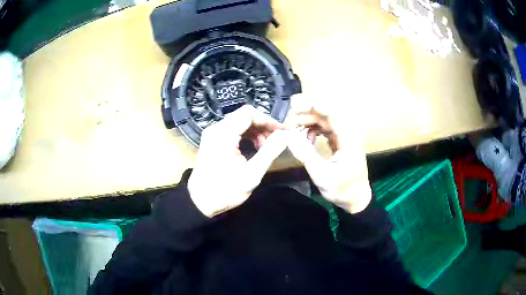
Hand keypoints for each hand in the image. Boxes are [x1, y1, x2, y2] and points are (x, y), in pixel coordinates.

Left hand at [188, 105, 288, 216]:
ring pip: (239, 122)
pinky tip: (254, 148)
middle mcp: (216, 128)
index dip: (268, 120)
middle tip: (275, 141)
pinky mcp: (213, 140)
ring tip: (265, 147)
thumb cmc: (225, 190)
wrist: (200, 202)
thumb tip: (285, 136)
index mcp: (223, 134)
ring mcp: (213, 134)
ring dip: (255, 131)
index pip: (249, 113)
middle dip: (262, 126)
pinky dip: (246, 136)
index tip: (282, 131)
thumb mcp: (251, 174)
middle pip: (244, 116)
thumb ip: (270, 152)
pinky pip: (233, 130)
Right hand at [286, 109, 371, 213]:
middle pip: (326, 114)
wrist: (355, 198)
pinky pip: (325, 128)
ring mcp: (345, 136)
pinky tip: (305, 138)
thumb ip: (306, 155)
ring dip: (307, 122)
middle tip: (287, 123)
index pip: (331, 113)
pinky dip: (313, 130)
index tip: (293, 105)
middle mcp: (348, 133)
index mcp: (349, 139)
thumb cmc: (342, 190)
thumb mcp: (322, 176)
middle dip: (305, 115)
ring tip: (293, 131)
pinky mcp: (340, 140)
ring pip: (324, 120)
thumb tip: (289, 137)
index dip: (312, 106)